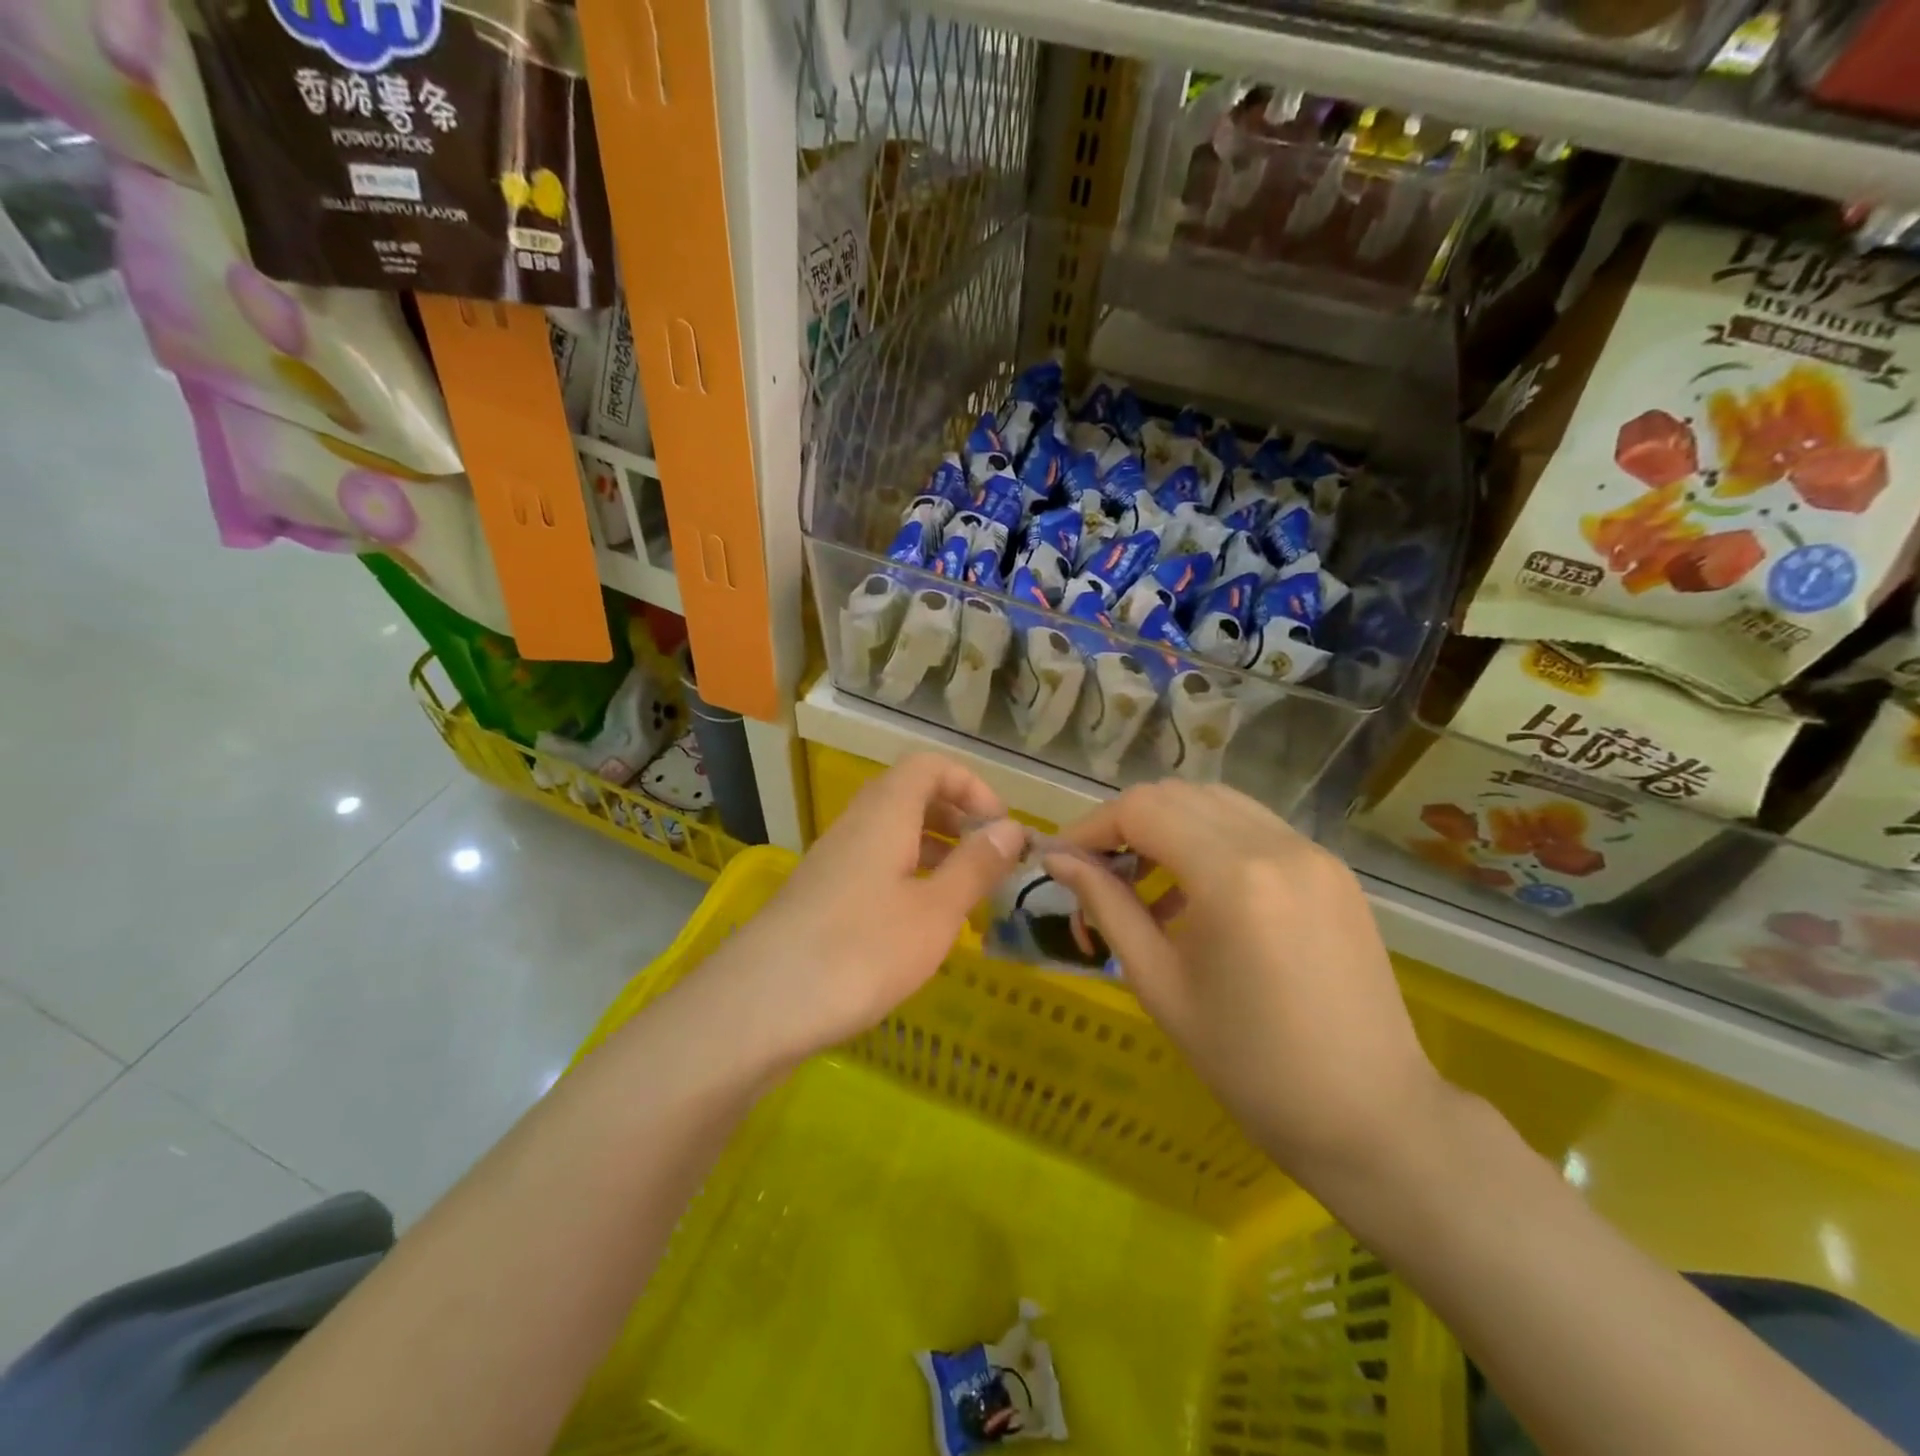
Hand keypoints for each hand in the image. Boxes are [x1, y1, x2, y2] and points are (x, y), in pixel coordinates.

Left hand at [710, 755, 1026, 1067]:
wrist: (759, 1006)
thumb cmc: (860, 951)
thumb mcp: (935, 912)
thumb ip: (975, 866)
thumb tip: (1012, 827)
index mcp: (885, 814)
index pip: (929, 766)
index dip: (970, 785)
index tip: (1000, 826)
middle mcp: (855, 826)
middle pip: (909, 796)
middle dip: (955, 818)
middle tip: (986, 859)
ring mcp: (832, 861)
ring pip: (891, 834)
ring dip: (932, 851)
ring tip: (962, 895)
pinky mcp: (819, 897)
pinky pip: (872, 866)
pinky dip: (905, 878)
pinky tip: (918, 925)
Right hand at [1047, 781, 1450, 1194]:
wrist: (1370, 1117)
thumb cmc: (1250, 1066)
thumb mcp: (1160, 985)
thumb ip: (1107, 907)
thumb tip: (1058, 860)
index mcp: (1234, 876)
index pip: (1141, 809)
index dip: (1091, 827)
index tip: (1063, 862)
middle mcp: (1277, 845)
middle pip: (1177, 795)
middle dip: (1125, 824)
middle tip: (1098, 875)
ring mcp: (1313, 852)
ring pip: (1216, 803)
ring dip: (1168, 827)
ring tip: (1145, 886)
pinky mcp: (1331, 869)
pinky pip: (1254, 828)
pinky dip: (1210, 841)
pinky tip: (1197, 895)